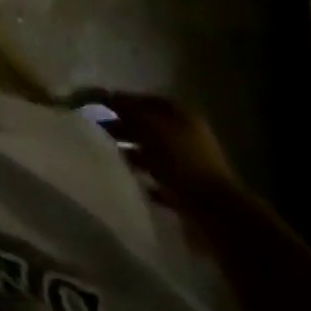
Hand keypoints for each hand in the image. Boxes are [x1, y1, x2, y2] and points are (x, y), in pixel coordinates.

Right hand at [86, 93, 244, 217]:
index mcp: (182, 116)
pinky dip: (142, 179)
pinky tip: (126, 181)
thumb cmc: (182, 161)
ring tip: (106, 157)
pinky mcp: (185, 193)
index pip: (146, 100)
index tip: (97, 106)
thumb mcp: (150, 128)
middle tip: (96, 132)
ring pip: (151, 154)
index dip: (122, 101)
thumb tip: (108, 96)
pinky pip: (158, 181)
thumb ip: (128, 111)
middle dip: (122, 128)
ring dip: (131, 154)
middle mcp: (186, 137)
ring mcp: (188, 166)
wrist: (215, 214)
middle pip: (148, 127)